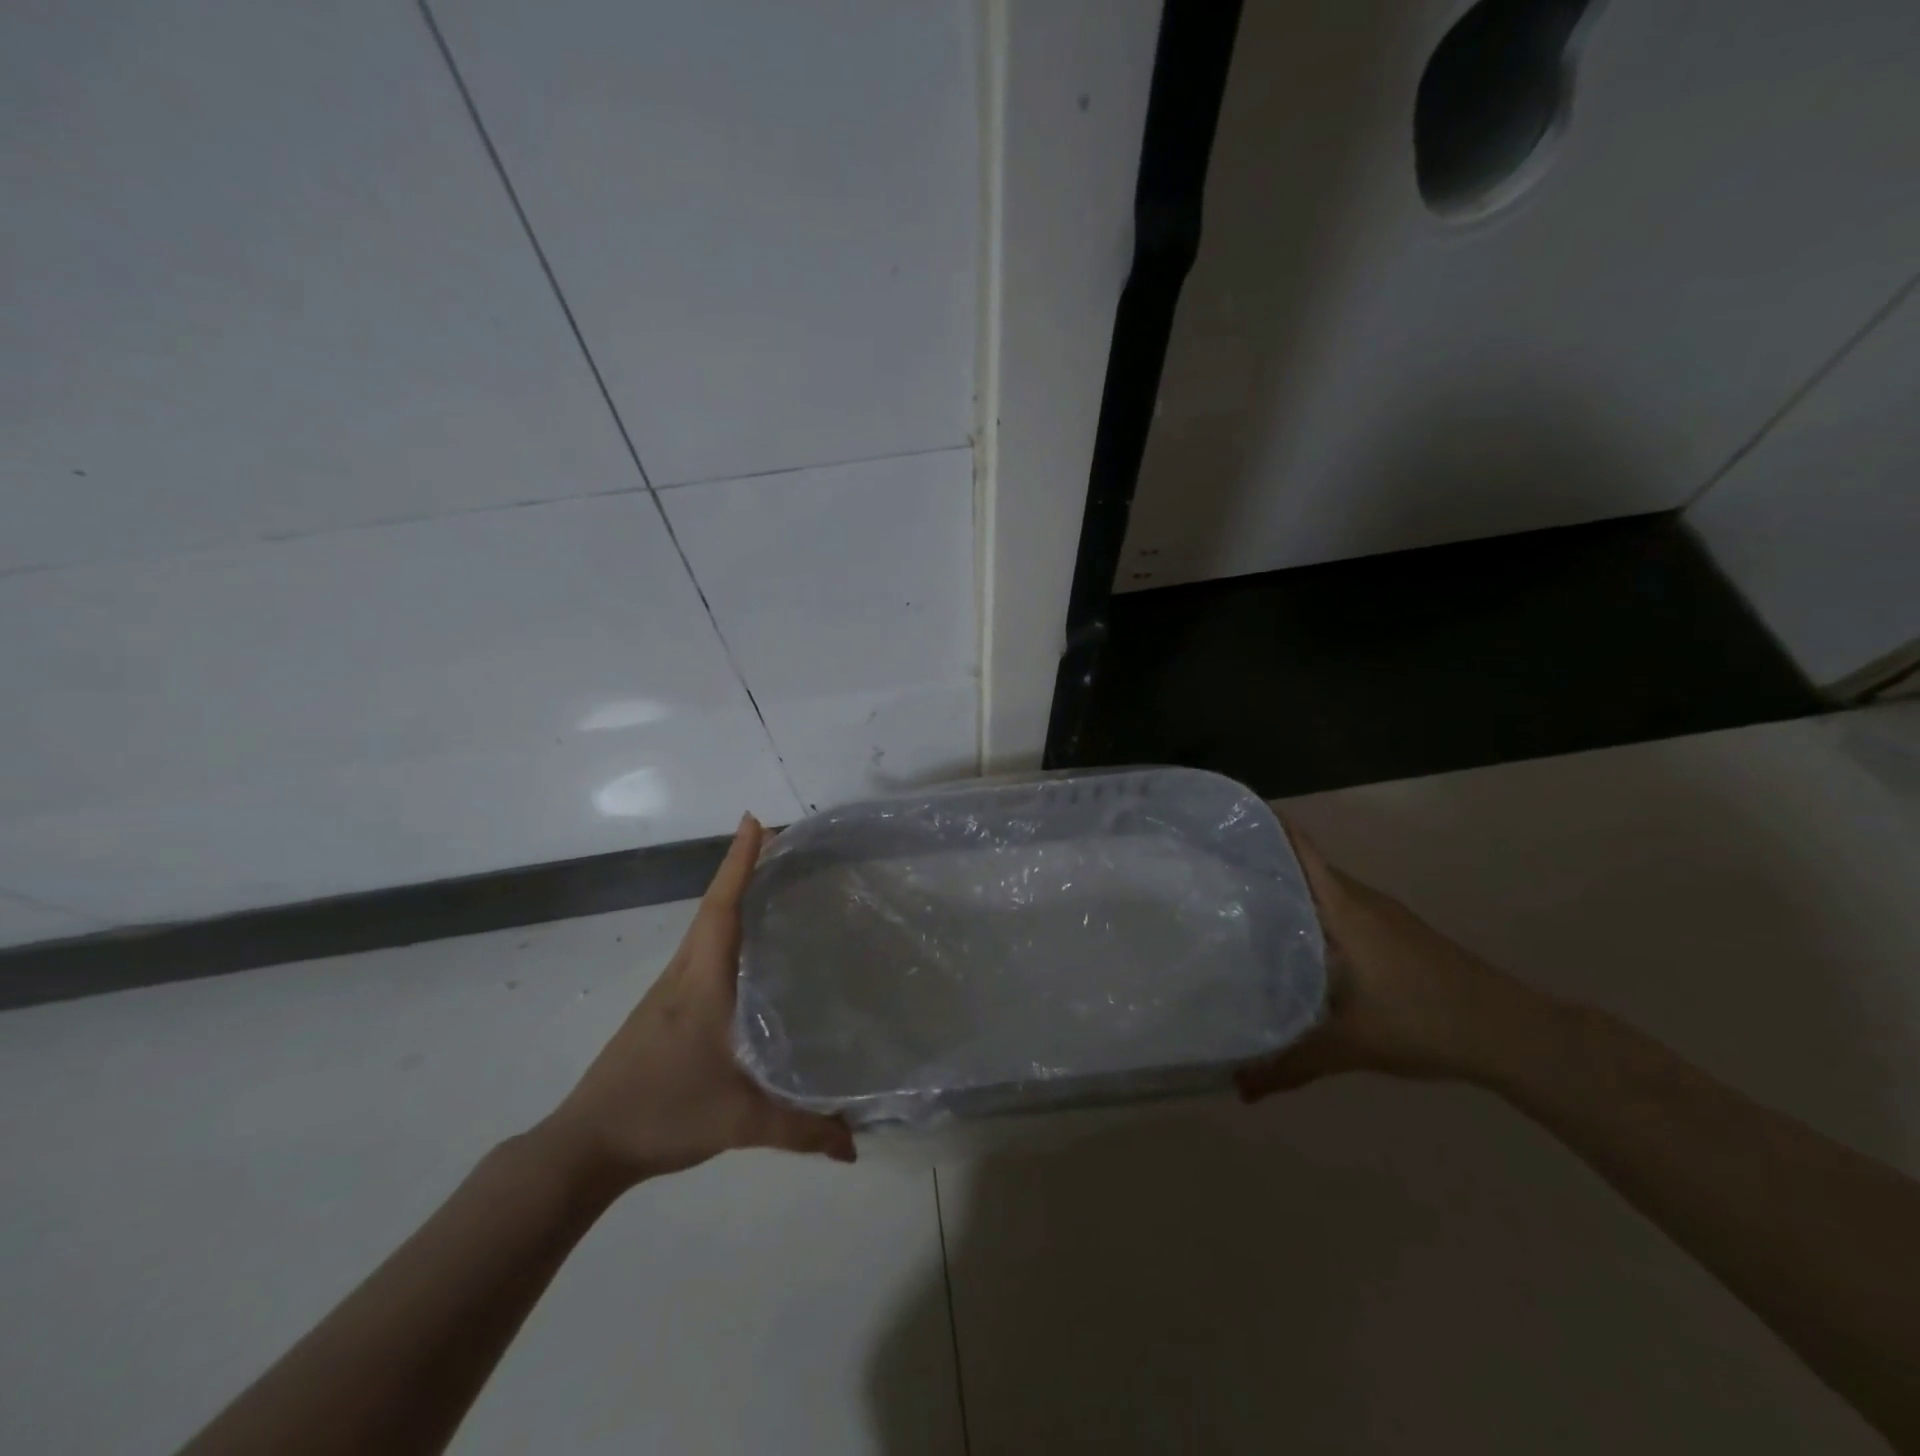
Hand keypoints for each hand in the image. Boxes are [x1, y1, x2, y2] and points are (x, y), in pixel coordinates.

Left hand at [538, 814, 855, 1187]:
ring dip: (733, 896)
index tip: (756, 821)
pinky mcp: (664, 1009)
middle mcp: (684, 974)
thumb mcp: (739, 1122)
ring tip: (774, 885)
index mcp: (701, 982)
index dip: (739, 863)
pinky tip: (747, 950)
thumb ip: (800, 1130)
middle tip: (786, 846)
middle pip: (715, 906)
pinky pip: (701, 952)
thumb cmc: (661, 1113)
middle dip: (746, 869)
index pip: (721, 908)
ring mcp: (670, 991)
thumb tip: (855, 1145)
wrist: (585, 1145)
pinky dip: (724, 929)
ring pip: (705, 928)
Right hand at [1237, 830, 1546, 1099]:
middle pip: (1305, 864)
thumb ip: (1291, 1064)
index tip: (1224, 821)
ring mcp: (1384, 914)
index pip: (1299, 849)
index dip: (1265, 827)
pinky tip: (1298, 938)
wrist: (1511, 1033)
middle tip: (1214, 870)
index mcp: (1344, 909)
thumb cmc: (1423, 1022)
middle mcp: (1362, 900)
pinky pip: (1343, 905)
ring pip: (1326, 887)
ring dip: (1290, 886)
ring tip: (1243, 901)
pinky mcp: (1399, 932)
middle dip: (1264, 860)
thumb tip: (1238, 1089)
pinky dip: (1315, 908)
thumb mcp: (1350, 1046)